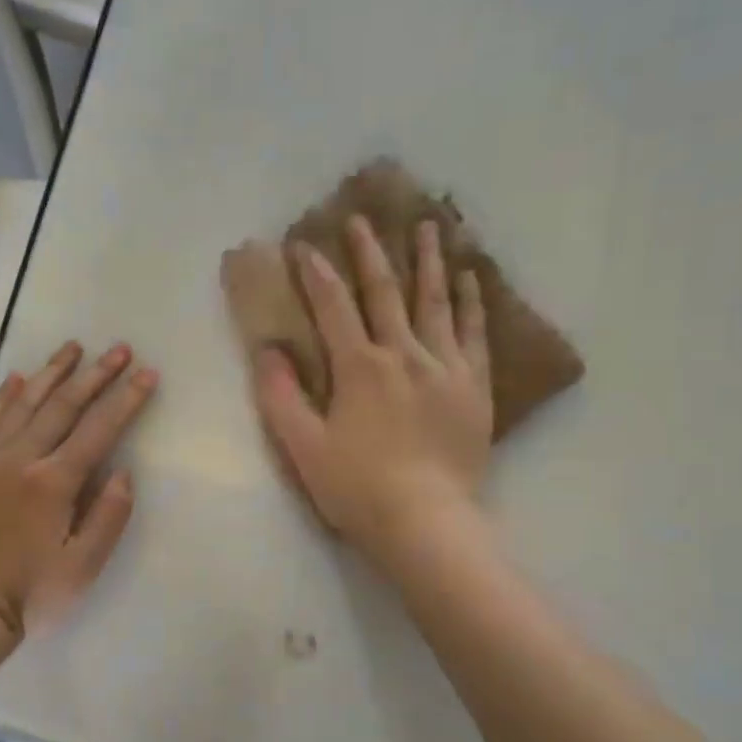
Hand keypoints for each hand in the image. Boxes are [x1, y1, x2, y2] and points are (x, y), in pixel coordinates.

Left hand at [0, 341, 158, 638]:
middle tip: (118, 348)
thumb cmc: (32, 593)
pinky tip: (15, 380)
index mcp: (54, 482)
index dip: (126, 400)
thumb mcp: (84, 566)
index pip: (99, 430)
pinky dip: (2, 398)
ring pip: (23, 405)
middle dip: (94, 375)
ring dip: (50, 373)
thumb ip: (108, 516)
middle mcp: (21, 459)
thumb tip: (122, 472)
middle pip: (62, 406)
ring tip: (71, 348)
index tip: (146, 372)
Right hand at [248, 215, 491, 560]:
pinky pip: (474, 334)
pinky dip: (471, 303)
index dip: (316, 273)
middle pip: (385, 292)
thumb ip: (281, 397)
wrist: (425, 522)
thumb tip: (267, 351)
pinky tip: (470, 279)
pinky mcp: (473, 387)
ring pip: (436, 302)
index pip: (333, 307)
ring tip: (428, 226)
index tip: (303, 244)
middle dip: (369, 253)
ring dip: (428, 261)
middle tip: (362, 219)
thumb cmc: (357, 489)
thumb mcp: (303, 448)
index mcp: (359, 368)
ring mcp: (445, 367)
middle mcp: (404, 354)